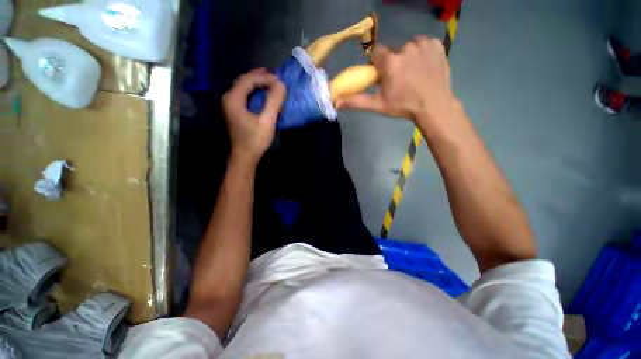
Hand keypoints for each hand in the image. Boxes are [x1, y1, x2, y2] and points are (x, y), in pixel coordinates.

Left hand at [222, 69, 285, 165]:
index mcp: (233, 99)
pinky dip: (253, 90)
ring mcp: (229, 104)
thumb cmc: (256, 140)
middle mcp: (228, 98)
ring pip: (242, 86)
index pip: (248, 80)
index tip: (279, 80)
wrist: (245, 156)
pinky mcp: (233, 110)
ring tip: (270, 80)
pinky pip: (243, 94)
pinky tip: (261, 91)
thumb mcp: (267, 121)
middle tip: (275, 76)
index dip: (264, 77)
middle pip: (243, 80)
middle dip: (259, 76)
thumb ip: (274, 102)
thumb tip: (281, 84)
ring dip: (256, 82)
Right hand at [336, 36, 457, 122]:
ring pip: (408, 48)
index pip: (376, 53)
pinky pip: (422, 45)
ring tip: (414, 76)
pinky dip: (421, 54)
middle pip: (393, 52)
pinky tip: (424, 67)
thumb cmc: (403, 106)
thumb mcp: (377, 105)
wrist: (434, 106)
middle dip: (393, 64)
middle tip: (400, 81)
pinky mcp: (435, 44)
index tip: (384, 77)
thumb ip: (356, 101)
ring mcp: (422, 44)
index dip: (378, 65)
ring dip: (407, 59)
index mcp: (390, 62)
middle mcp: (405, 48)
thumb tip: (336, 102)